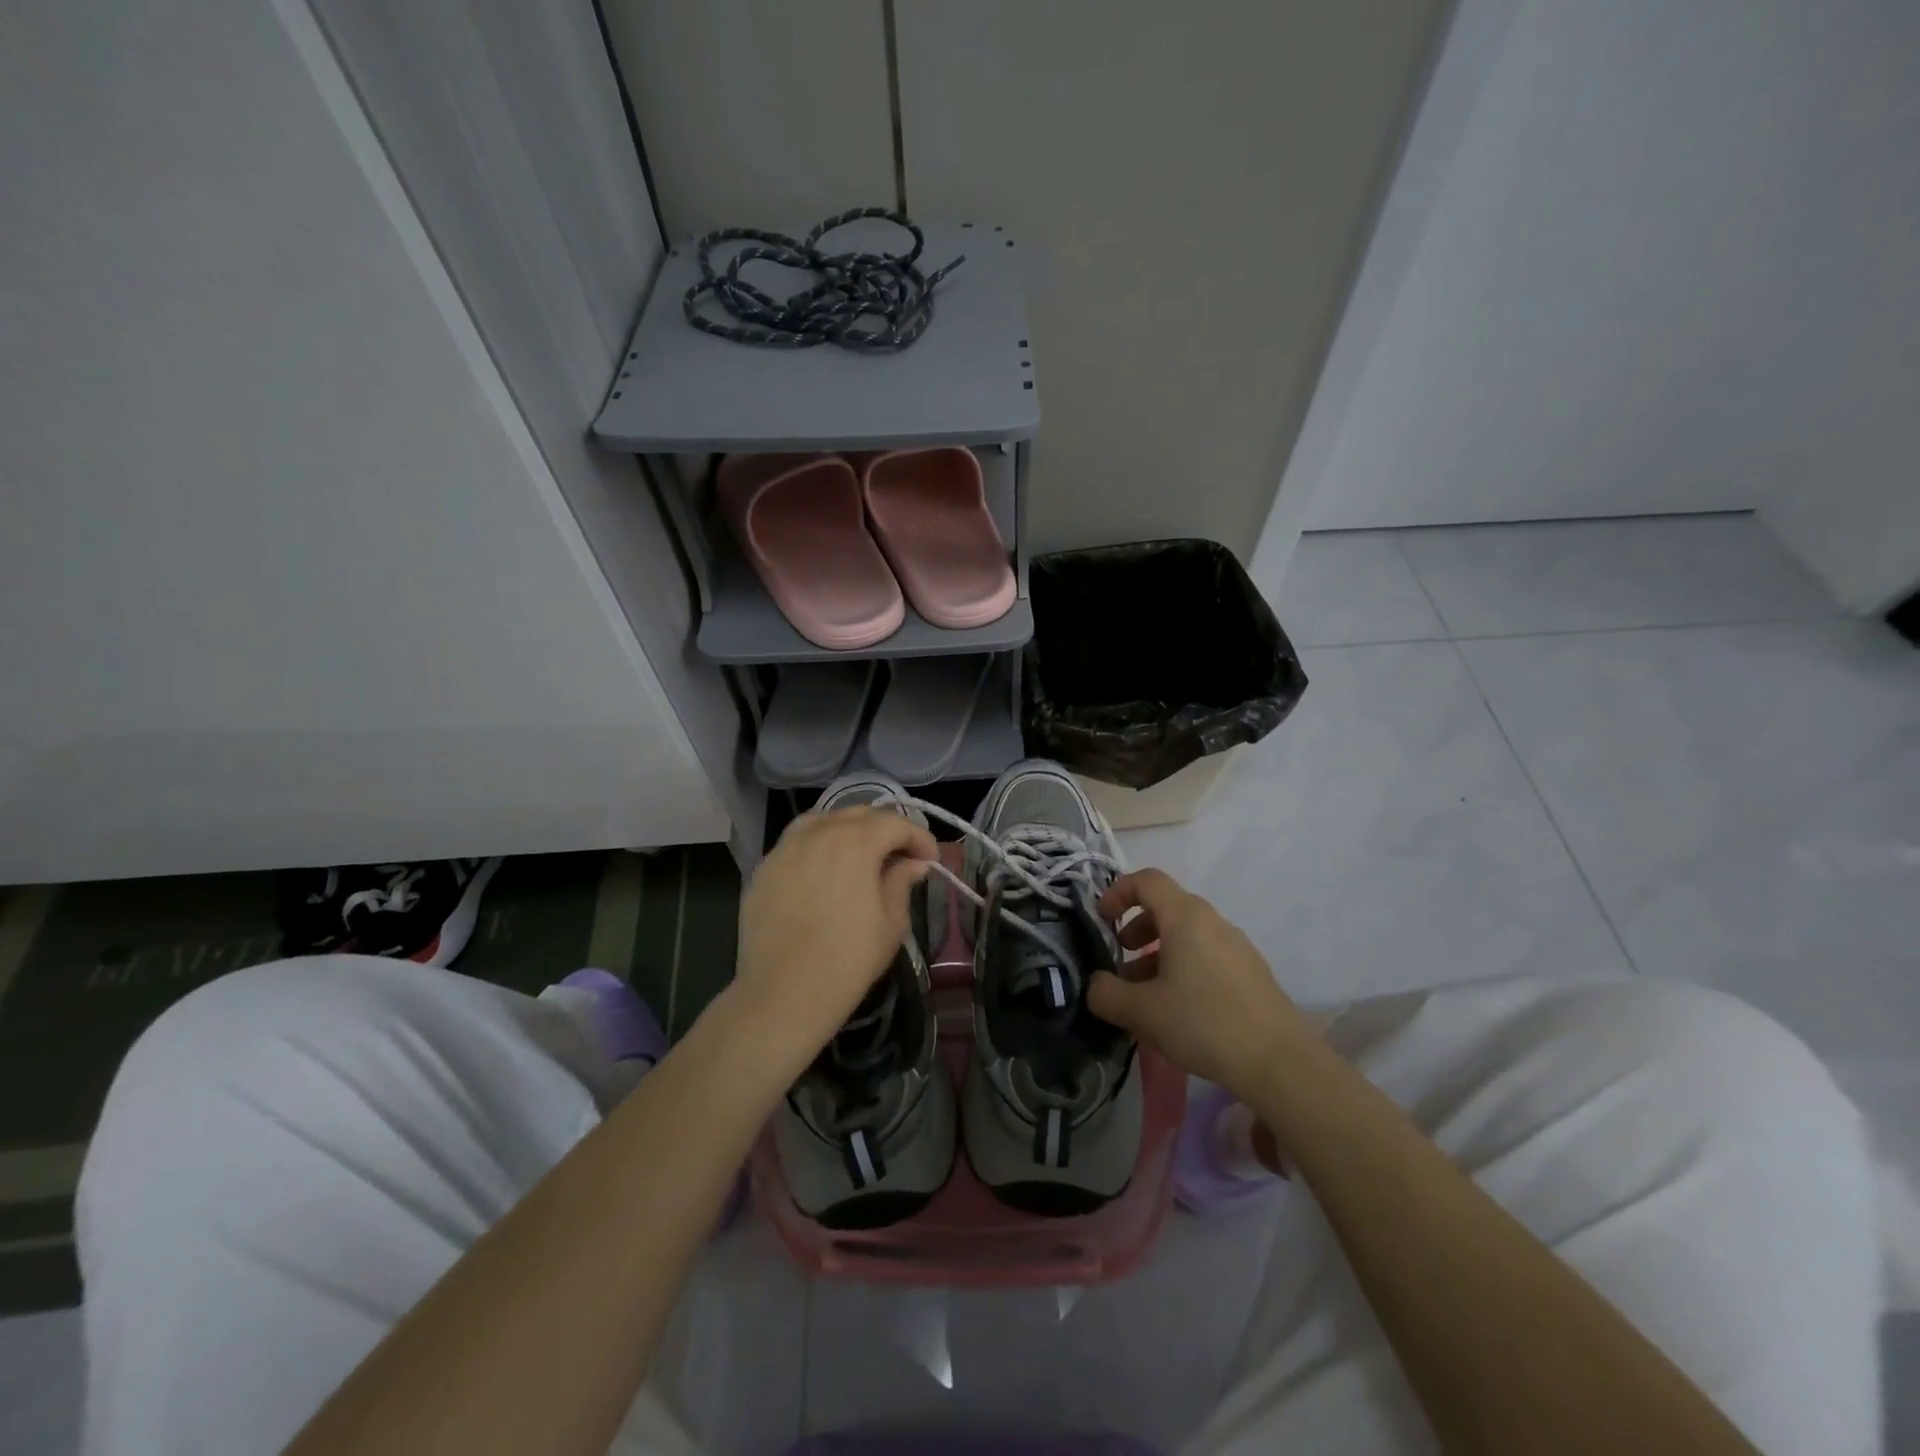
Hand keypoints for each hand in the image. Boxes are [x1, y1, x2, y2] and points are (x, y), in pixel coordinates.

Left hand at [732, 806, 937, 1068]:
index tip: (930, 861)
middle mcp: (818, 833)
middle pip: (858, 814)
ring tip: (859, 855)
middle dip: (885, 829)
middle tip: (899, 856)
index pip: (895, 823)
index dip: (919, 838)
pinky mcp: (763, 869)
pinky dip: (816, 846)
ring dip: (847, 830)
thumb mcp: (891, 923)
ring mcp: (785, 848)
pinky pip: (795, 843)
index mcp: (856, 841)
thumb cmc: (848, 960)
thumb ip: (901, 882)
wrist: (784, 993)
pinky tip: (822, 871)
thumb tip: (912, 863)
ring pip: (822, 820)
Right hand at [1087, 867, 1314, 1101]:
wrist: (1279, 1062)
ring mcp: (1237, 946)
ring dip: (1159, 953)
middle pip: (1167, 907)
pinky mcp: (1252, 973)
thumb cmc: (1203, 1023)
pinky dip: (1184, 967)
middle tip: (1121, 959)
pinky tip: (1180, 1009)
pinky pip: (1207, 955)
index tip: (1102, 920)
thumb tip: (1095, 985)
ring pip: (1188, 935)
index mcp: (1186, 917)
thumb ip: (1106, 994)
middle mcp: (1213, 921)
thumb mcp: (1141, 1011)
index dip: (1118, 893)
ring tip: (1146, 993)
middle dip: (1137, 928)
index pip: (1146, 880)